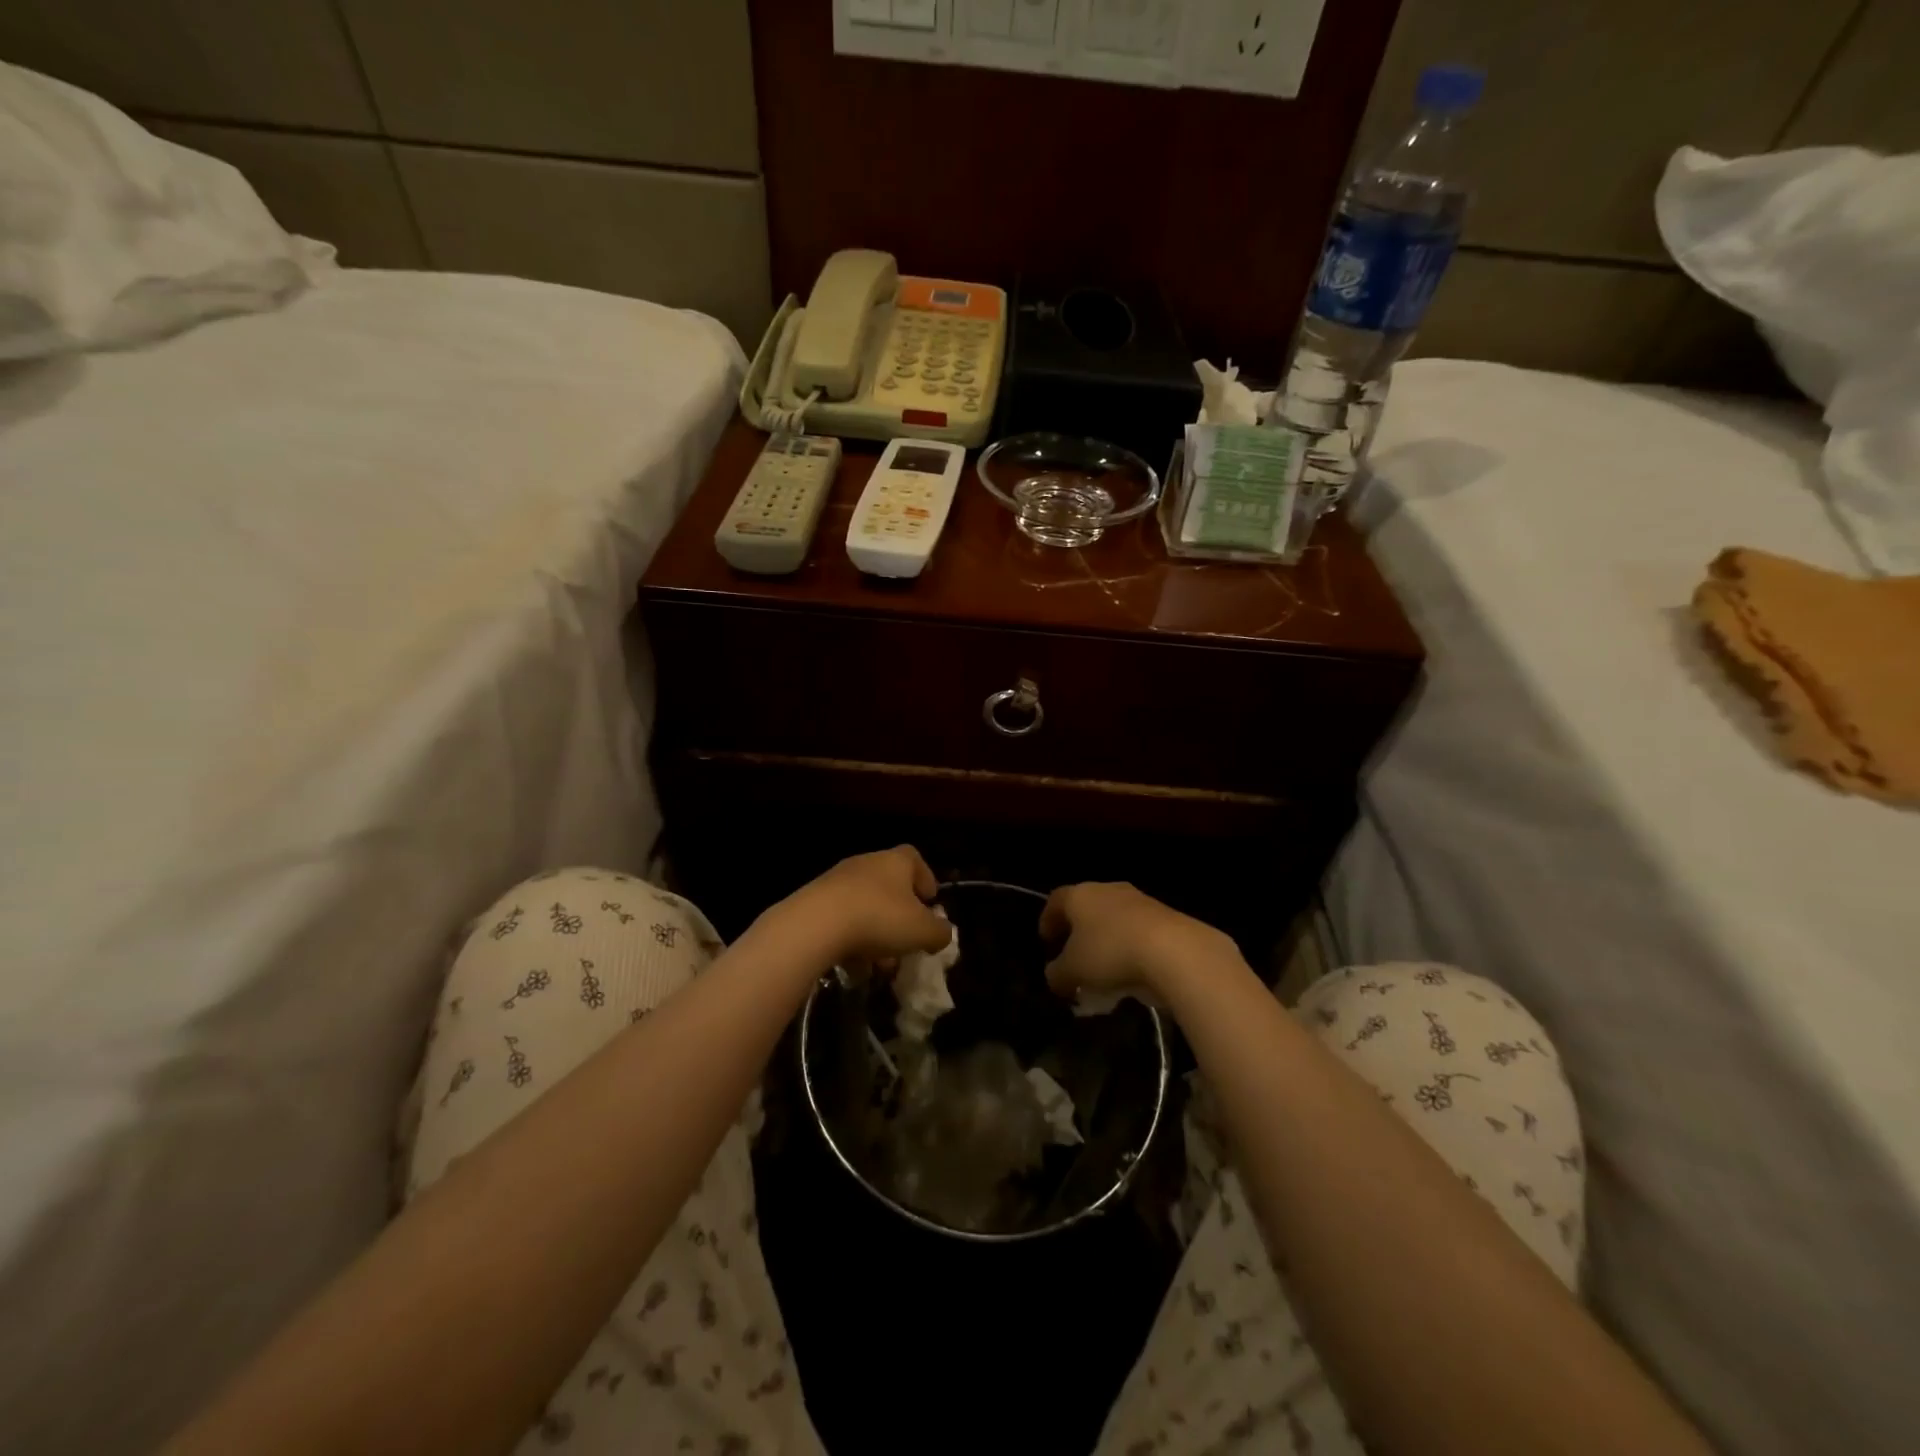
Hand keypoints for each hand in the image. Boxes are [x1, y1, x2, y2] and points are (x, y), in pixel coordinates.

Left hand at [777, 846, 951, 967]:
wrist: (815, 925)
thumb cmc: (879, 919)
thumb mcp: (922, 931)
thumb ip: (939, 932)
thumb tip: (942, 932)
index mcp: (895, 861)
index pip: (915, 859)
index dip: (926, 880)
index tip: (930, 903)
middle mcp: (866, 864)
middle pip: (889, 887)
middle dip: (899, 917)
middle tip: (906, 943)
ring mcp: (836, 881)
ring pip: (865, 908)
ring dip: (875, 934)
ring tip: (879, 965)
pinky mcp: (814, 902)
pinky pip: (841, 922)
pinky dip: (850, 942)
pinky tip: (854, 968)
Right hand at [1040, 882, 1230, 1000]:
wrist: (1175, 951)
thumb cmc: (1111, 953)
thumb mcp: (1072, 972)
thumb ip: (1057, 973)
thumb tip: (1054, 975)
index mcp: (1080, 895)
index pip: (1056, 900)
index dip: (1048, 919)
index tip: (1046, 940)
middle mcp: (1109, 890)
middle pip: (1087, 905)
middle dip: (1079, 929)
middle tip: (1074, 953)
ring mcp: (1141, 900)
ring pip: (1115, 918)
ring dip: (1107, 939)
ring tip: (1105, 968)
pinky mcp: (1167, 916)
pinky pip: (1139, 931)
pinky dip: (1131, 947)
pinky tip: (1133, 971)